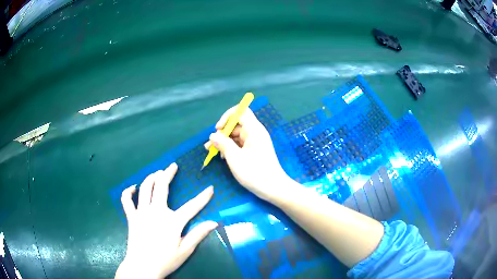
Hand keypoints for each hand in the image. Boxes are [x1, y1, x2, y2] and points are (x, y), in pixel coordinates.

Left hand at [116, 163, 217, 278]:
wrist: (143, 267)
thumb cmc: (166, 260)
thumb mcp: (185, 250)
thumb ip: (198, 234)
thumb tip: (214, 222)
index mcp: (172, 221)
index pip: (192, 206)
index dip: (203, 197)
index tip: (210, 188)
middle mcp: (156, 211)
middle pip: (162, 186)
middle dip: (168, 174)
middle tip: (172, 166)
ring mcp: (142, 212)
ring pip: (145, 188)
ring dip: (151, 177)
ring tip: (156, 172)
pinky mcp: (131, 217)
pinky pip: (127, 200)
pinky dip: (128, 192)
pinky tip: (133, 188)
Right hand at [205, 107, 288, 201]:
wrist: (274, 188)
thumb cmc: (255, 173)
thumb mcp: (235, 158)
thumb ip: (222, 144)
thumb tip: (213, 136)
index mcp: (254, 129)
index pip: (240, 111)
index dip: (227, 117)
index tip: (218, 129)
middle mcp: (255, 132)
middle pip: (236, 123)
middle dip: (222, 132)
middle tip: (210, 145)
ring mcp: (255, 141)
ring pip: (236, 134)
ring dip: (223, 141)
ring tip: (211, 151)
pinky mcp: (254, 150)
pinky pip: (240, 143)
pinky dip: (230, 147)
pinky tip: (221, 156)